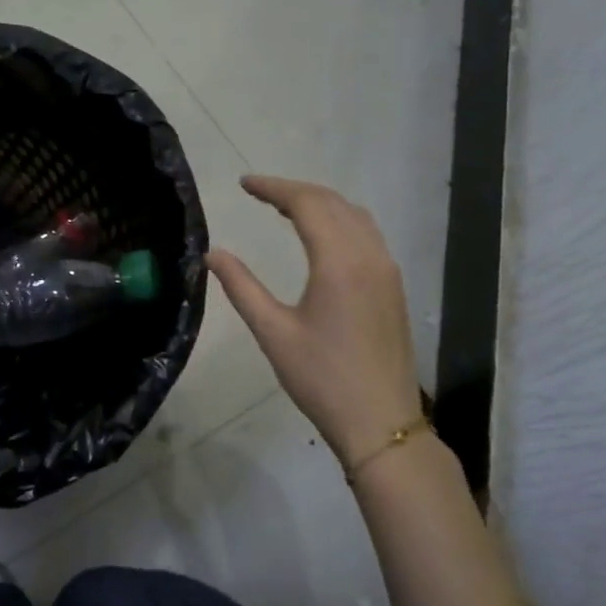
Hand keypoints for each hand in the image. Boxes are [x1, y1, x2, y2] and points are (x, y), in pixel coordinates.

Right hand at [207, 176, 422, 479]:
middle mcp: (369, 256)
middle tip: (258, 192)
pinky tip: (320, 235)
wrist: (380, 421)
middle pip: (332, 202)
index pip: (306, 204)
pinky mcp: (393, 286)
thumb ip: (241, 287)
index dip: (273, 188)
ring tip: (285, 207)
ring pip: (355, 216)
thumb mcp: (273, 332)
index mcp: (339, 262)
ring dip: (320, 203)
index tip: (244, 184)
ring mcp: (387, 270)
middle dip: (294, 190)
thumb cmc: (321, 378)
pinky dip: (339, 220)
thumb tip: (212, 254)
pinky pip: (367, 234)